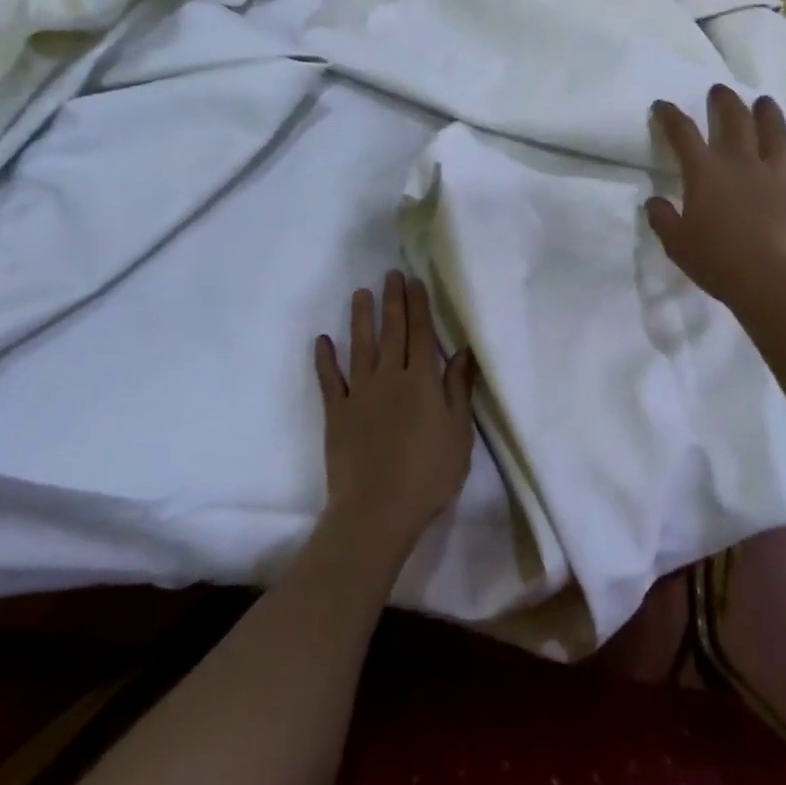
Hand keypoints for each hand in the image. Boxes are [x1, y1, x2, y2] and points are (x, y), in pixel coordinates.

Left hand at [314, 272, 476, 555]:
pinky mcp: (336, 412)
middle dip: (392, 300)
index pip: (421, 333)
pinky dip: (325, 359)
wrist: (377, 510)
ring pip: (360, 346)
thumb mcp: (458, 433)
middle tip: (391, 274)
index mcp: (422, 381)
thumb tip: (463, 351)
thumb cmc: (428, 474)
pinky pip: (329, 379)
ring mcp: (360, 393)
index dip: (419, 305)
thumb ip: (458, 390)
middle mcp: (390, 377)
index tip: (414, 281)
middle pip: (392, 331)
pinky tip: (322, 340)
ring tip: (360, 292)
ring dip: (360, 317)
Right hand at [646, 85, 785, 308]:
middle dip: (725, 101)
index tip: (662, 105)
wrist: (770, 282)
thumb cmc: (717, 262)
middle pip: (735, 120)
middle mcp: (741, 163)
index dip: (670, 116)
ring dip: (769, 113)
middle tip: (720, 91)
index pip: (683, 133)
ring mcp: (777, 174)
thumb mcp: (676, 244)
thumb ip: (662, 218)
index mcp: (705, 173)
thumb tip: (653, 202)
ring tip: (764, 102)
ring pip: (775, 132)